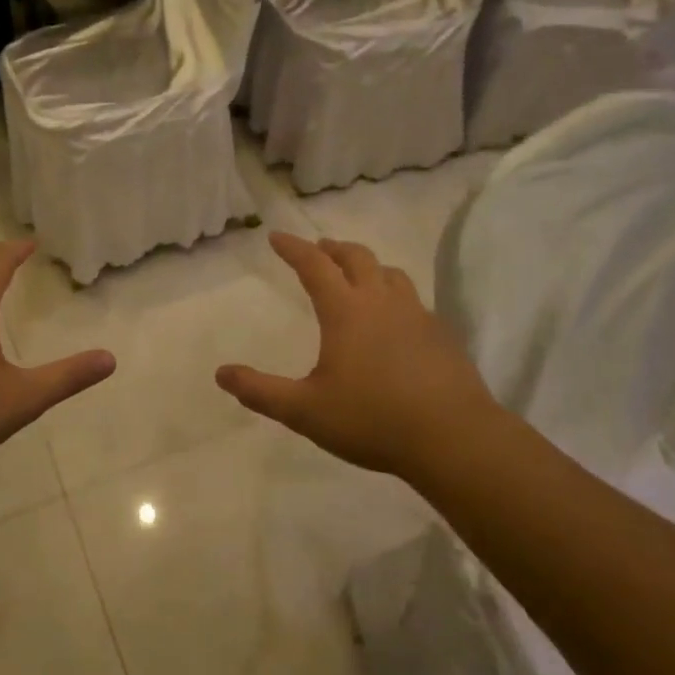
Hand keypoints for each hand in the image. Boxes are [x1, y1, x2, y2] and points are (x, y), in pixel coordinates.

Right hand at [217, 233, 499, 478]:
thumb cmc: (372, 420)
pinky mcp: (440, 334)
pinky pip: (412, 299)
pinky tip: (393, 318)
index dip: (293, 247)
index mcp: (346, 310)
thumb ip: (261, 391)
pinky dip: (393, 293)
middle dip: (332, 248)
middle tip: (318, 249)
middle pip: (356, 257)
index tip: (276, 236)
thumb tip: (221, 374)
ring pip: (390, 273)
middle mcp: (381, 301)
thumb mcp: (305, 411)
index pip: (314, 264)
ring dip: (367, 266)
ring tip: (357, 275)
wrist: (453, 438)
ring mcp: (416, 314)